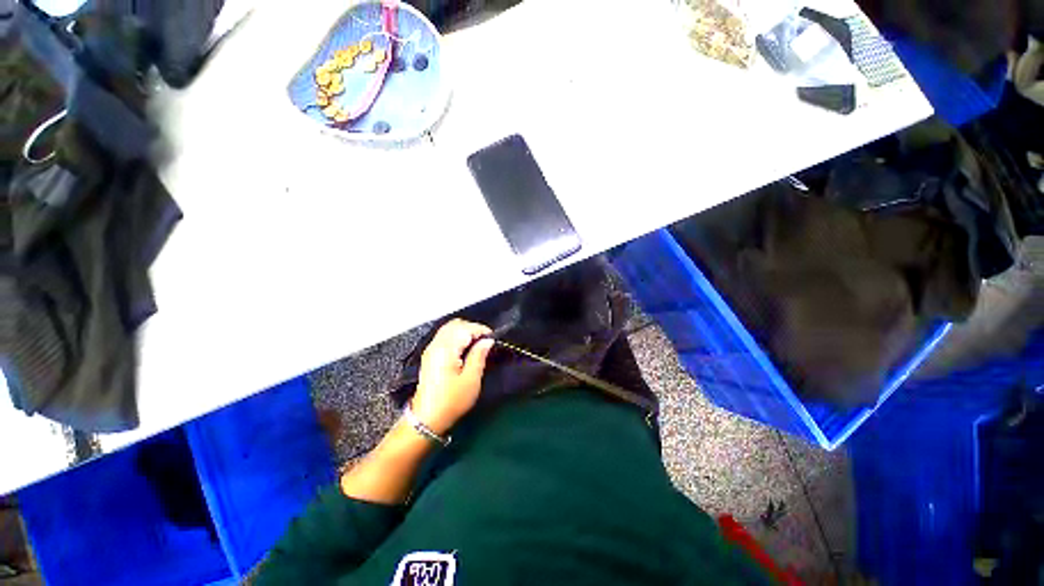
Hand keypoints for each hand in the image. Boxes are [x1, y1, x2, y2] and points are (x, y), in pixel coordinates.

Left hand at [412, 319, 493, 434]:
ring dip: (464, 332)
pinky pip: (444, 336)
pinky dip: (456, 336)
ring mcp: (431, 349)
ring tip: (477, 344)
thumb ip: (479, 355)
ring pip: (449, 329)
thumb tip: (488, 340)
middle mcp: (436, 344)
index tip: (493, 339)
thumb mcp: (471, 380)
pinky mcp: (430, 355)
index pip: (465, 328)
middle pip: (455, 324)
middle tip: (485, 341)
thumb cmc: (452, 401)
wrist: (426, 419)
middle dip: (472, 328)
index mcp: (446, 349)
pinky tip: (465, 348)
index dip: (481, 330)